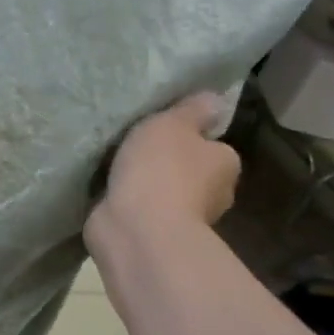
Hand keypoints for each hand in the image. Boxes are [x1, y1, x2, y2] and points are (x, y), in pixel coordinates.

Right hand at [86, 92, 240, 249]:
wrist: (137, 228)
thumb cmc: (161, 169)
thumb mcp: (173, 123)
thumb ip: (191, 110)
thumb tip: (214, 99)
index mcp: (225, 164)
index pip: (211, 146)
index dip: (189, 137)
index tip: (162, 132)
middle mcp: (214, 194)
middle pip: (190, 170)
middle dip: (167, 163)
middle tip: (135, 148)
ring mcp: (184, 218)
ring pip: (165, 192)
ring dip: (146, 184)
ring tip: (114, 168)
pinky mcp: (155, 235)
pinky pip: (142, 210)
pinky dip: (130, 203)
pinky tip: (109, 192)